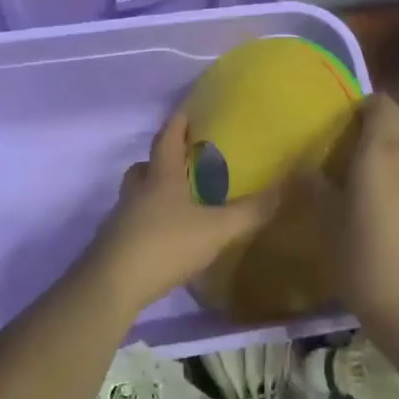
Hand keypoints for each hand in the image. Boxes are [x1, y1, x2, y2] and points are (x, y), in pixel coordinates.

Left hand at [77, 112, 281, 315]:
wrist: (113, 284)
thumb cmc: (166, 244)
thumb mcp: (216, 229)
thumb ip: (250, 212)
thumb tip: (284, 187)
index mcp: (161, 178)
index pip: (166, 140)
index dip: (176, 125)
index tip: (184, 113)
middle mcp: (137, 192)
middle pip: (143, 167)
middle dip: (159, 160)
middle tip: (179, 162)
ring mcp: (121, 218)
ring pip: (135, 195)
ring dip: (151, 192)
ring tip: (175, 204)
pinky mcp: (114, 244)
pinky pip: (132, 223)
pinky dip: (147, 223)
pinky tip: (164, 239)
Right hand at [337, 94, 398, 336]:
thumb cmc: (367, 263)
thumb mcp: (328, 227)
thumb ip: (316, 190)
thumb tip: (304, 170)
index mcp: (382, 152)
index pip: (381, 104)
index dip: (362, 106)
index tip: (339, 125)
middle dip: (381, 125)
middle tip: (352, 150)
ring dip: (396, 151)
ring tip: (369, 181)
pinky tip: (391, 209)